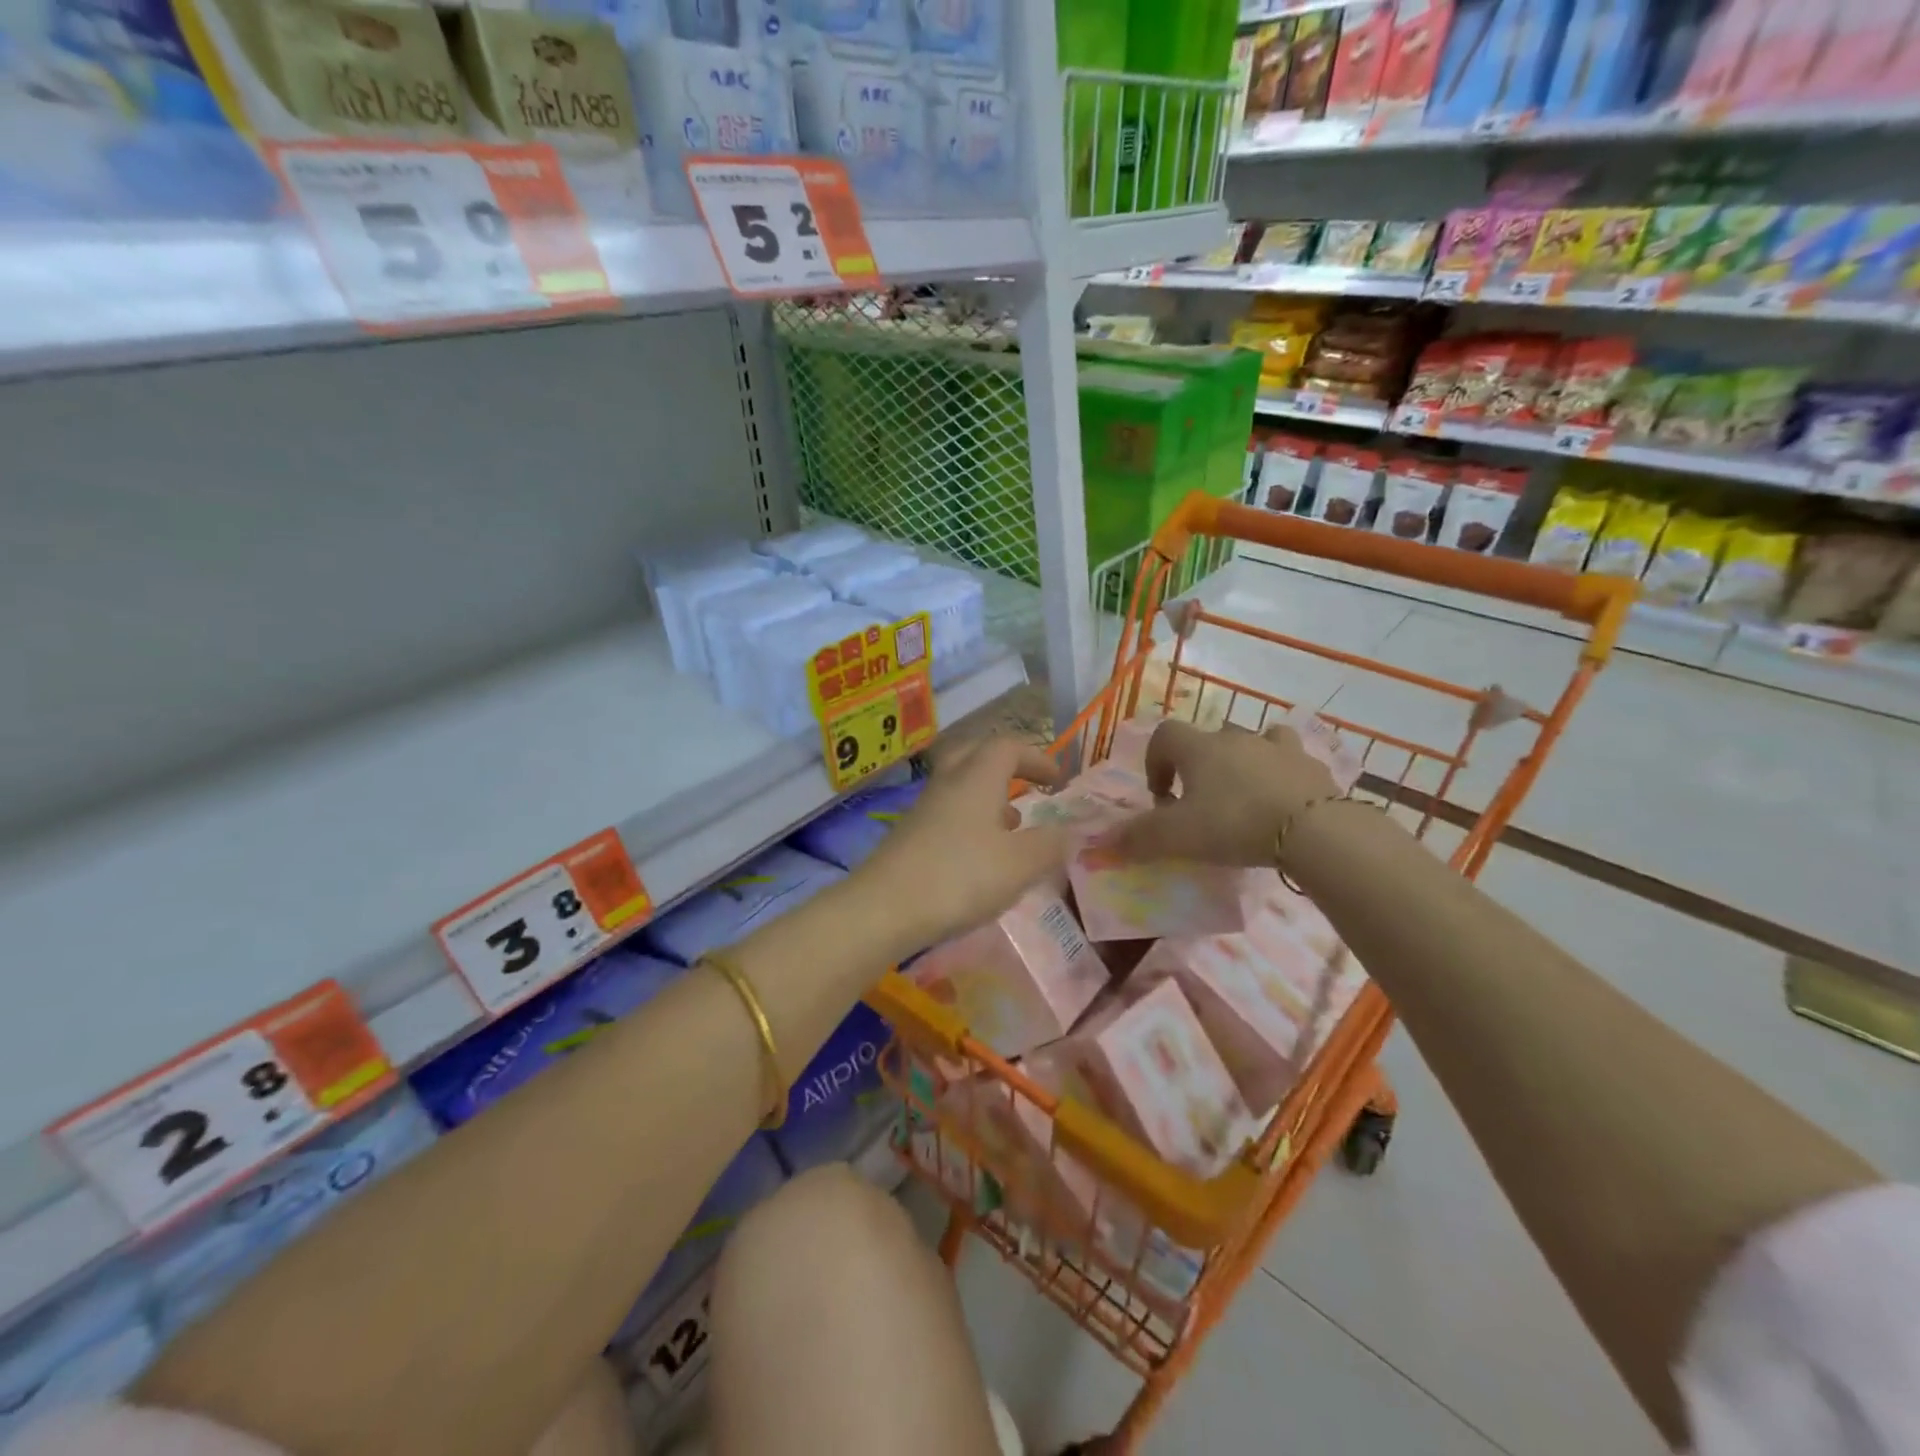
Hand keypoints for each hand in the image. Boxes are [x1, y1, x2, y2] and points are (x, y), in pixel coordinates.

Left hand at [858, 736, 1073, 952]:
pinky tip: (980, 854)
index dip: (1037, 756)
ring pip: (960, 784)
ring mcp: (924, 808)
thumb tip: (1071, 831)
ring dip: (988, 795)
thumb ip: (1051, 845)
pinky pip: (947, 812)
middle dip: (1006, 764)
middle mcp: (948, 783)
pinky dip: (970, 820)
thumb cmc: (960, 877)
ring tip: (1012, 825)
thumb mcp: (1020, 864)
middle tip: (1027, 784)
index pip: (1008, 746)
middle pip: (976, 753)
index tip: (1058, 779)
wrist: (884, 908)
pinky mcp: (909, 835)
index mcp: (977, 777)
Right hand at [1105, 720, 1341, 866]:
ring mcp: (1278, 748)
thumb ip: (1138, 839)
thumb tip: (1099, 844)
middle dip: (1200, 768)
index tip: (1162, 798)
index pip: (1165, 736)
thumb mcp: (1178, 837)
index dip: (1156, 762)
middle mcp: (1236, 738)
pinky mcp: (1313, 765)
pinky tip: (1284, 801)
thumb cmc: (1234, 824)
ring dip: (1244, 761)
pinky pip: (1292, 759)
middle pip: (1208, 740)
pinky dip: (1283, 773)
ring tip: (1245, 795)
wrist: (1314, 830)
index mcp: (1199, 748)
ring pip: (1254, 741)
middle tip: (1202, 806)